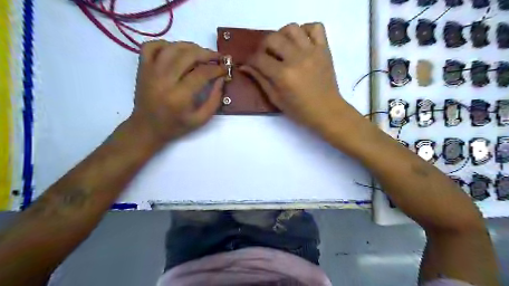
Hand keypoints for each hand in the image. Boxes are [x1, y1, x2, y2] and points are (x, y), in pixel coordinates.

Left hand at [129, 41, 225, 146]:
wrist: (146, 128)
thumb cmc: (175, 126)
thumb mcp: (200, 120)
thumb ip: (214, 100)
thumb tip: (221, 78)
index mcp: (179, 97)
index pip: (202, 73)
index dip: (217, 68)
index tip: (225, 69)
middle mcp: (164, 80)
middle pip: (188, 55)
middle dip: (207, 54)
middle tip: (217, 57)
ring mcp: (150, 71)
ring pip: (172, 47)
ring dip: (190, 46)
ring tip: (201, 53)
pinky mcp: (142, 68)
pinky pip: (151, 46)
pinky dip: (165, 44)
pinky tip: (176, 51)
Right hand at [241, 22, 351, 131]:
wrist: (327, 111)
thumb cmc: (300, 110)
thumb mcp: (276, 99)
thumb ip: (260, 80)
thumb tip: (244, 66)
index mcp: (283, 75)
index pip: (259, 58)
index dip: (250, 60)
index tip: (251, 63)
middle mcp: (296, 59)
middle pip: (272, 38)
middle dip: (264, 46)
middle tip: (266, 56)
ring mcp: (312, 51)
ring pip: (292, 28)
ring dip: (282, 35)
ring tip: (283, 47)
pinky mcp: (324, 49)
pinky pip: (316, 27)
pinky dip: (306, 30)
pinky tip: (301, 42)